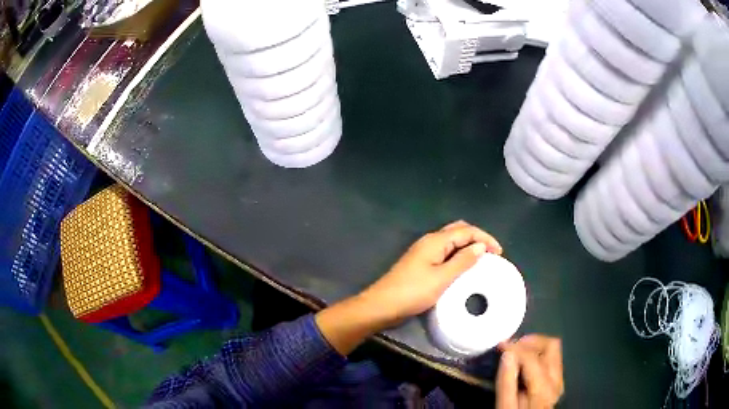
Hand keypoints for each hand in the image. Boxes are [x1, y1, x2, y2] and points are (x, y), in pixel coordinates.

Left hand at [316, 221, 500, 354]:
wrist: (382, 305)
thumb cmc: (413, 292)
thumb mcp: (442, 278)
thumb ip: (462, 261)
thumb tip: (480, 246)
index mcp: (435, 240)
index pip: (466, 230)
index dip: (485, 238)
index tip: (500, 253)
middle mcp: (430, 241)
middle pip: (458, 231)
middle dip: (477, 239)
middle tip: (492, 254)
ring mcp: (424, 252)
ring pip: (451, 242)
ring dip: (467, 247)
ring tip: (482, 260)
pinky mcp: (421, 264)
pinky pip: (445, 254)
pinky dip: (458, 256)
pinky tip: (463, 268)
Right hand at [496, 335, 563, 408]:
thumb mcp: (505, 407)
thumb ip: (506, 383)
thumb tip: (507, 354)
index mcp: (543, 388)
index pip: (532, 357)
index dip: (515, 347)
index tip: (500, 345)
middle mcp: (556, 380)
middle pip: (552, 346)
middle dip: (531, 341)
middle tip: (512, 346)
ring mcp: (559, 380)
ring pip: (554, 350)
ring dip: (536, 346)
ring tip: (517, 351)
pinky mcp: (557, 382)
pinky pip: (553, 359)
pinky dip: (539, 354)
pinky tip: (525, 362)